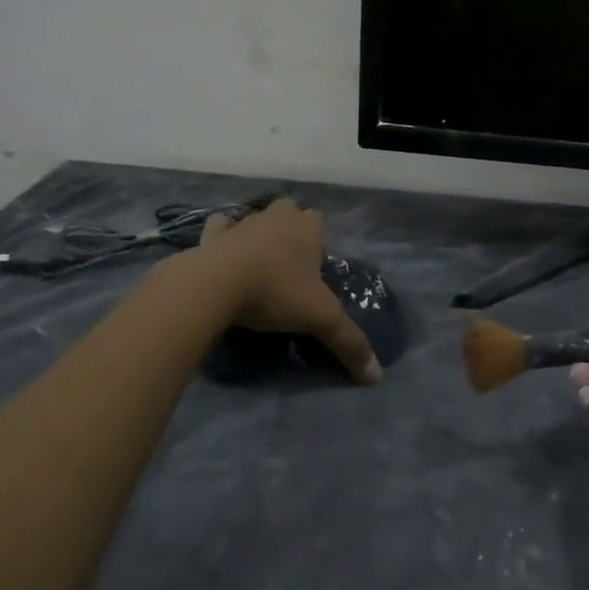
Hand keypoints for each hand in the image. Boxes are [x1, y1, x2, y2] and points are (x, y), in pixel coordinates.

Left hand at [197, 200, 382, 383]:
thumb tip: (377, 376)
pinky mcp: (211, 235)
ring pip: (256, 219)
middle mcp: (279, 216)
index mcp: (308, 227)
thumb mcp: (321, 319)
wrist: (215, 284)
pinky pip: (219, 228)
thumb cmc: (276, 292)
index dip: (318, 245)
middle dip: (290, 232)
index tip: (312, 274)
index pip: (320, 223)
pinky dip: (222, 238)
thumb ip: (350, 342)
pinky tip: (221, 255)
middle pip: (290, 214)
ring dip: (258, 235)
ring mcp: (243, 222)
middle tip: (288, 268)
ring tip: (256, 267)